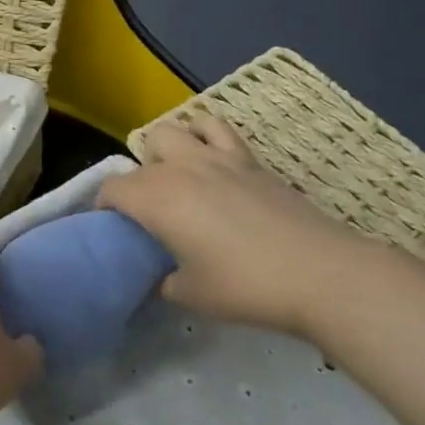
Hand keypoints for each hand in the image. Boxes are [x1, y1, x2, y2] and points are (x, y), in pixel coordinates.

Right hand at [99, 114, 398, 338]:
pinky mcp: (249, 159)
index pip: (112, 189)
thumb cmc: (246, 286)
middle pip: (142, 153)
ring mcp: (217, 157)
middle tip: (150, 210)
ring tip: (178, 178)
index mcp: (157, 198)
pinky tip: (211, 160)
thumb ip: (164, 281)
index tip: (112, 229)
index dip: (103, 207)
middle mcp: (180, 167)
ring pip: (176, 129)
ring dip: (168, 149)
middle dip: (137, 177)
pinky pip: (216, 129)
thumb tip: (161, 277)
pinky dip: (204, 135)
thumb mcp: (191, 295)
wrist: (320, 273)